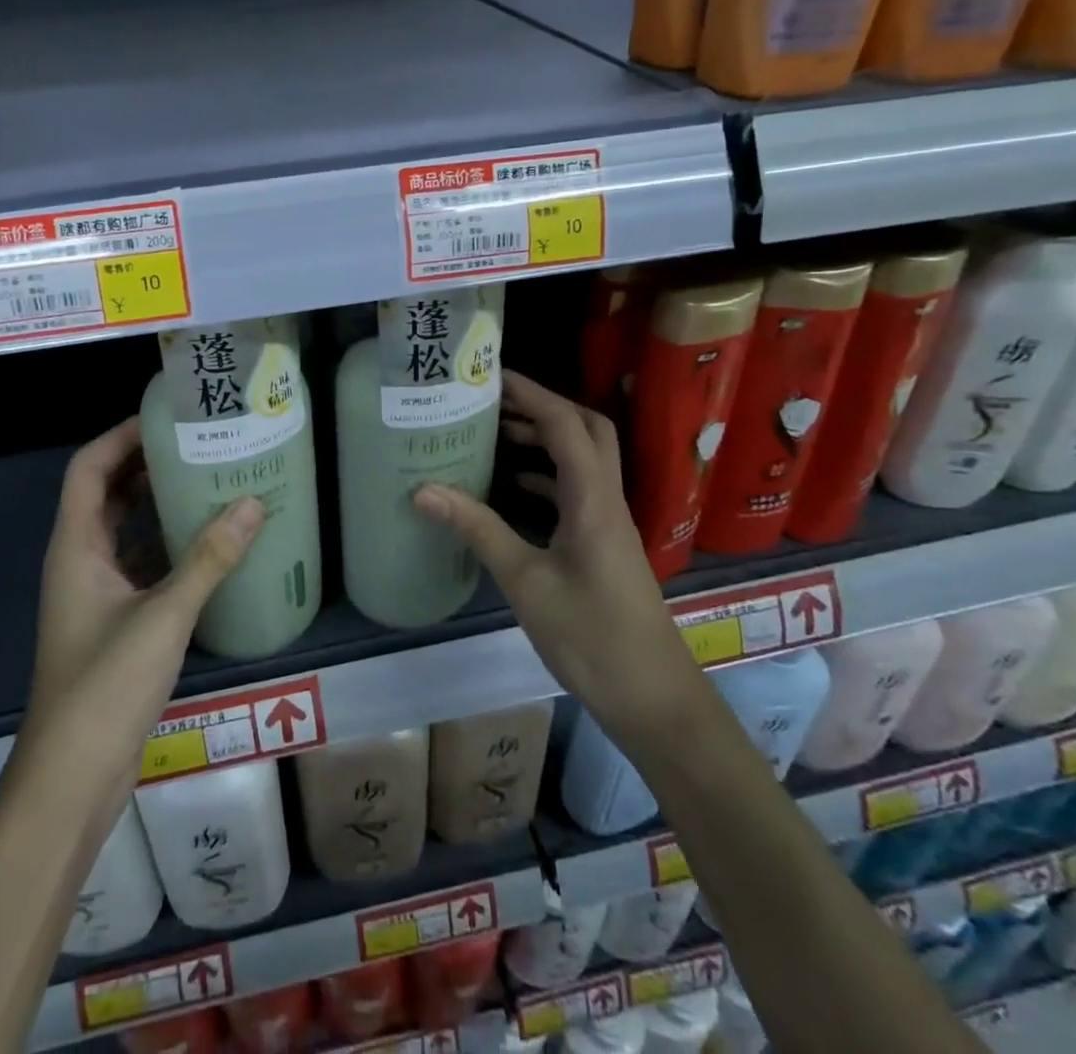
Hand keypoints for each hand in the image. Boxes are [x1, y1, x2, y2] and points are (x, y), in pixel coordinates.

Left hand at [25, 418, 264, 785]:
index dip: (120, 437)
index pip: (89, 468)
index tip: (165, 418)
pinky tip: (208, 545)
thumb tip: (253, 503)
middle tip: (198, 443)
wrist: (73, 777)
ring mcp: (96, 593)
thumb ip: (209, 559)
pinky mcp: (114, 621)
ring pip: (125, 530)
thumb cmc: (105, 686)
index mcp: (76, 547)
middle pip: (107, 493)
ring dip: (158, 505)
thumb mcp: (164, 616)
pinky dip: (167, 547)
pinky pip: (140, 565)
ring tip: (209, 481)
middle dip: (145, 464)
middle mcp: (80, 561)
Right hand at [414, 373, 697, 735]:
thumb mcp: (526, 581)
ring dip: (545, 439)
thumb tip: (422, 489)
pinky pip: (575, 491)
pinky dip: (545, 477)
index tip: (490, 375)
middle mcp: (606, 499)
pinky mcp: (603, 544)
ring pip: (582, 460)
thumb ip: (477, 529)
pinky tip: (512, 489)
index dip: (530, 393)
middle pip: (586, 431)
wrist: (653, 699)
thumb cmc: (591, 637)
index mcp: (593, 498)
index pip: (565, 424)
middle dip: (543, 407)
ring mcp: (608, 522)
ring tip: (495, 434)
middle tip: (495, 402)